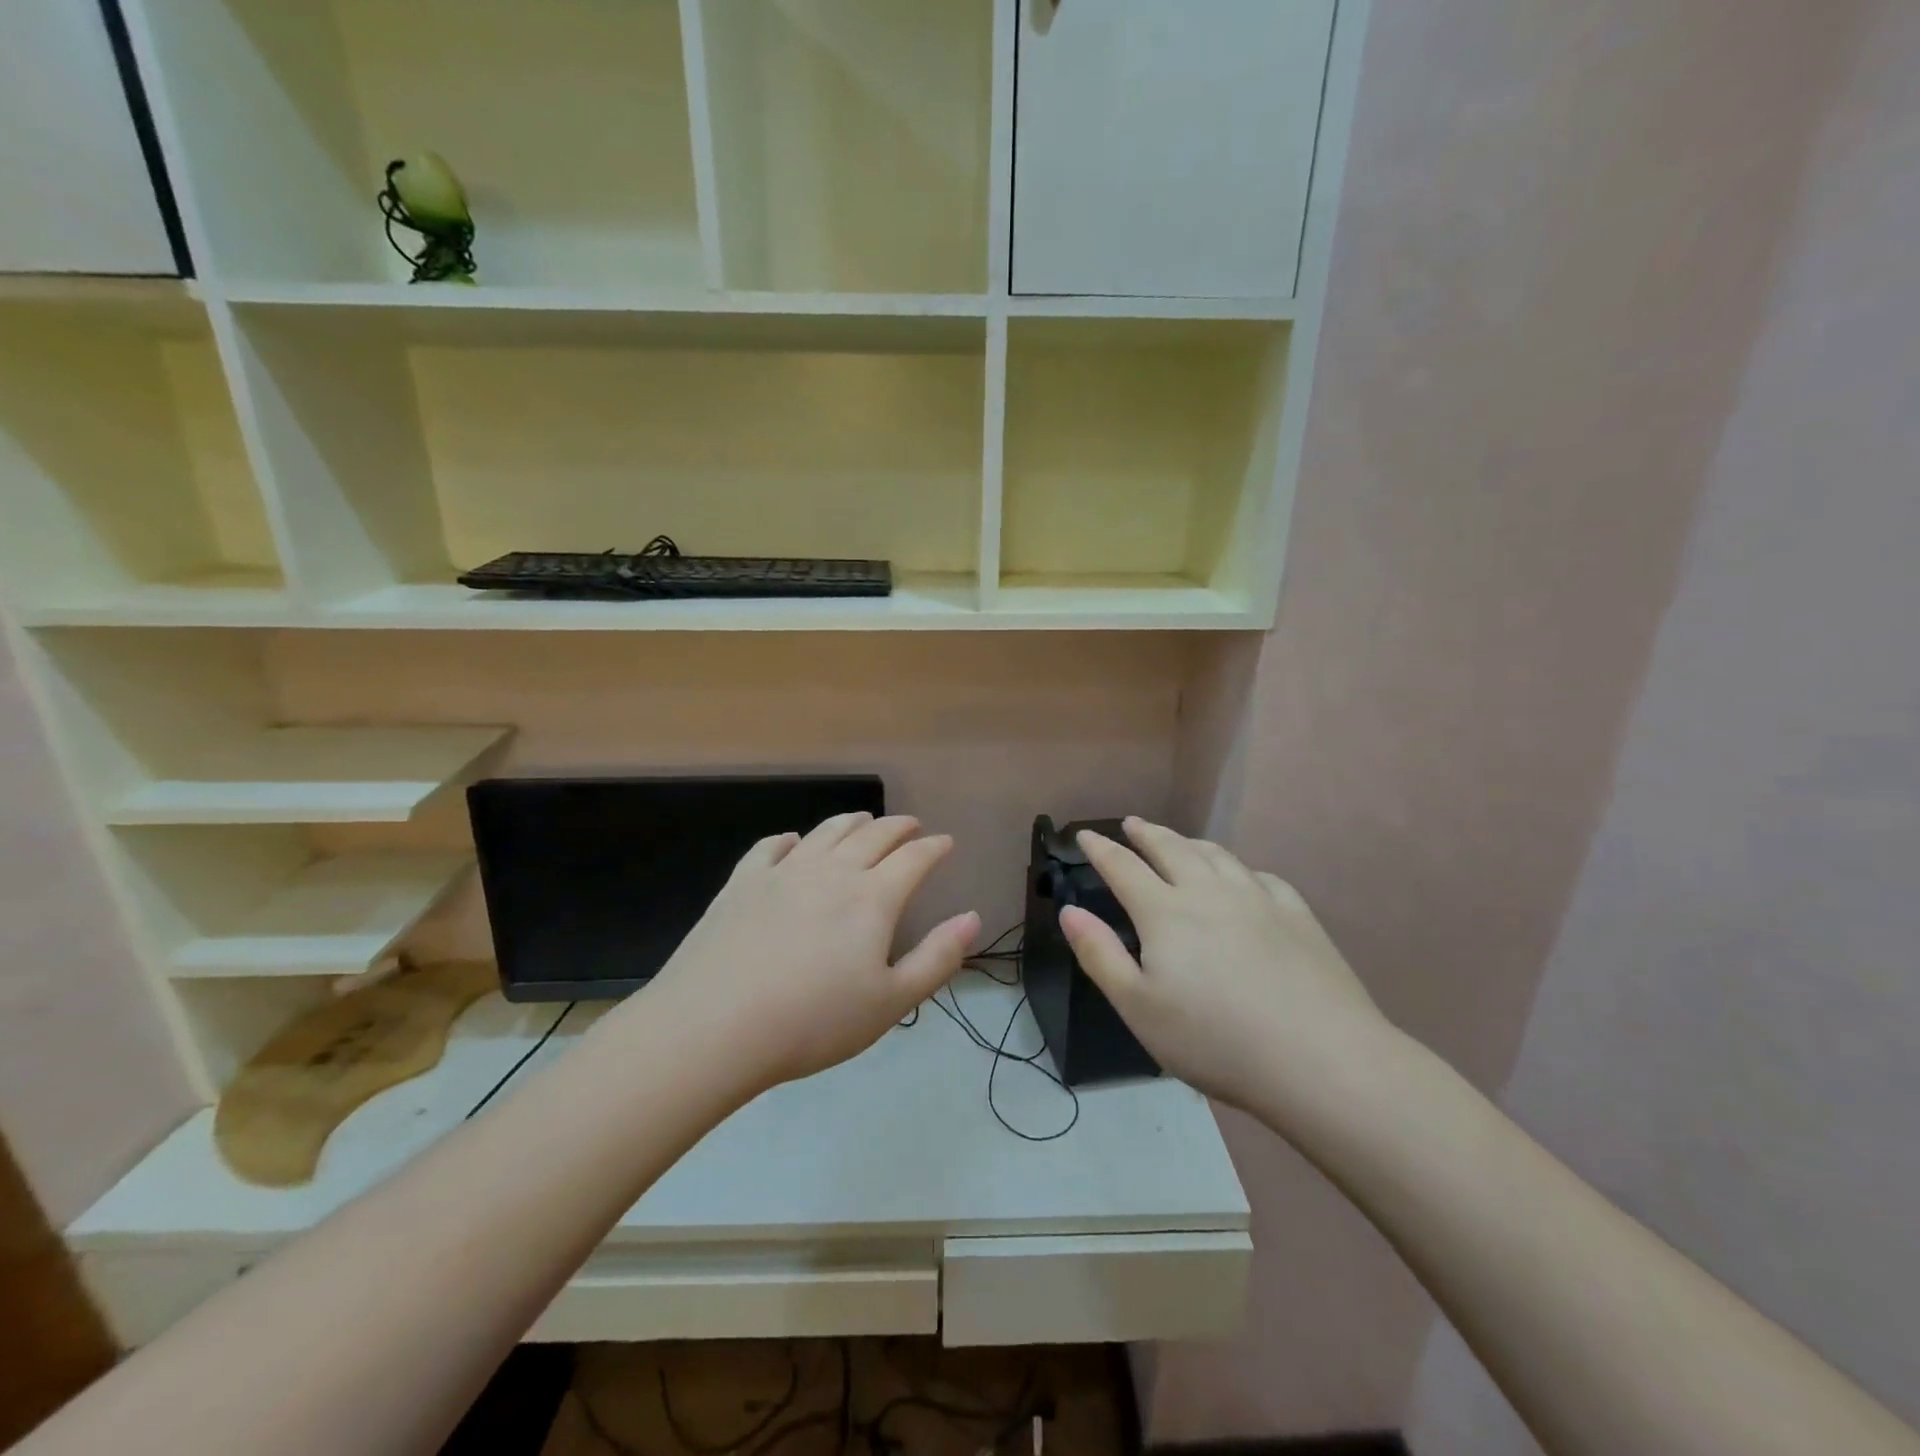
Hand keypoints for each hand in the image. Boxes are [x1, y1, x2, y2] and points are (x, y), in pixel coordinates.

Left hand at [640, 812, 978, 1093]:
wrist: (715, 1026)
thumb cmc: (814, 1021)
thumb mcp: (891, 1002)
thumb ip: (937, 958)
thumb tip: (973, 918)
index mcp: (873, 897)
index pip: (914, 859)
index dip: (934, 848)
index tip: (945, 842)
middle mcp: (832, 871)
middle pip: (873, 835)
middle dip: (898, 827)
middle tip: (911, 825)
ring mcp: (784, 872)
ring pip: (826, 833)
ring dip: (851, 822)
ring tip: (863, 820)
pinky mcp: (743, 882)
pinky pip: (771, 847)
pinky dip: (791, 839)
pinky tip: (793, 842)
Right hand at [1060, 817, 1389, 1112]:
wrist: (1320, 1059)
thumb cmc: (1214, 1039)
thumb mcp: (1138, 1007)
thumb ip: (1100, 955)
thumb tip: (1069, 911)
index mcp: (1165, 912)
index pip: (1123, 867)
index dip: (1100, 850)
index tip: (1085, 836)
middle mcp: (1208, 892)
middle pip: (1171, 849)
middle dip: (1146, 833)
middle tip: (1132, 824)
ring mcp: (1257, 898)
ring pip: (1216, 856)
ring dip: (1190, 843)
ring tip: (1179, 841)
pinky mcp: (1296, 915)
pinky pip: (1260, 876)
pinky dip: (1239, 868)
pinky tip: (1242, 877)